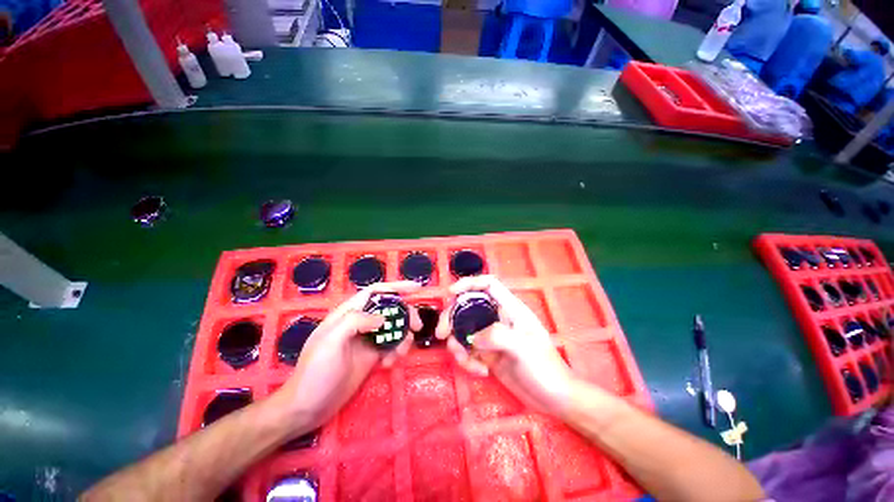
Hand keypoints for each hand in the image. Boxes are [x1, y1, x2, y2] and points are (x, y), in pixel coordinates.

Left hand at [272, 281, 422, 433]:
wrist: (308, 408)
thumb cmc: (315, 372)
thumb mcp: (330, 341)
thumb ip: (356, 321)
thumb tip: (383, 318)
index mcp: (348, 314)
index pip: (375, 292)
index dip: (395, 287)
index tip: (416, 288)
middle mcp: (360, 323)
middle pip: (389, 310)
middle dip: (406, 315)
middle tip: (417, 326)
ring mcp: (367, 340)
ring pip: (394, 328)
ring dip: (403, 337)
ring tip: (400, 353)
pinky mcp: (372, 356)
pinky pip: (392, 346)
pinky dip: (396, 352)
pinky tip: (389, 365)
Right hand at [435, 276, 574, 415]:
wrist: (554, 400)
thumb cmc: (544, 368)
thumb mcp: (523, 347)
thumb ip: (496, 335)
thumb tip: (473, 338)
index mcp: (510, 308)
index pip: (488, 285)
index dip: (469, 283)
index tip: (451, 292)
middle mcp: (498, 318)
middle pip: (468, 306)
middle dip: (452, 318)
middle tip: (442, 334)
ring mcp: (491, 336)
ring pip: (463, 330)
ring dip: (458, 345)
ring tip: (466, 361)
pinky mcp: (487, 353)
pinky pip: (468, 350)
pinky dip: (467, 360)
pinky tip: (481, 372)